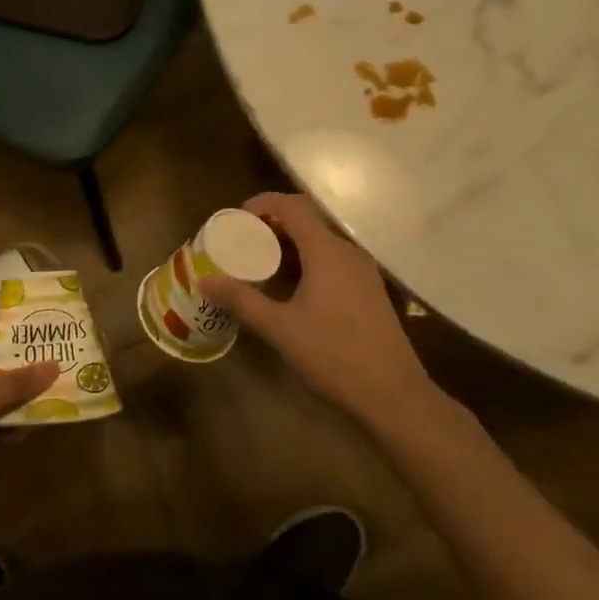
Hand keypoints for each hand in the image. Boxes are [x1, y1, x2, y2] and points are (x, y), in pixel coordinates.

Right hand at [202, 191, 431, 421]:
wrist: (393, 395)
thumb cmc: (334, 355)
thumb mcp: (280, 328)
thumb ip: (242, 300)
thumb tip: (205, 282)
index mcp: (327, 251)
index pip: (292, 206)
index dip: (262, 204)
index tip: (236, 221)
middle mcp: (347, 252)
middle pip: (306, 220)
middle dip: (271, 226)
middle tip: (242, 244)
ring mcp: (361, 272)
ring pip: (320, 242)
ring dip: (288, 245)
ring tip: (259, 266)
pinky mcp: (367, 291)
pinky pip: (331, 261)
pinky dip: (306, 262)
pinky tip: (289, 290)